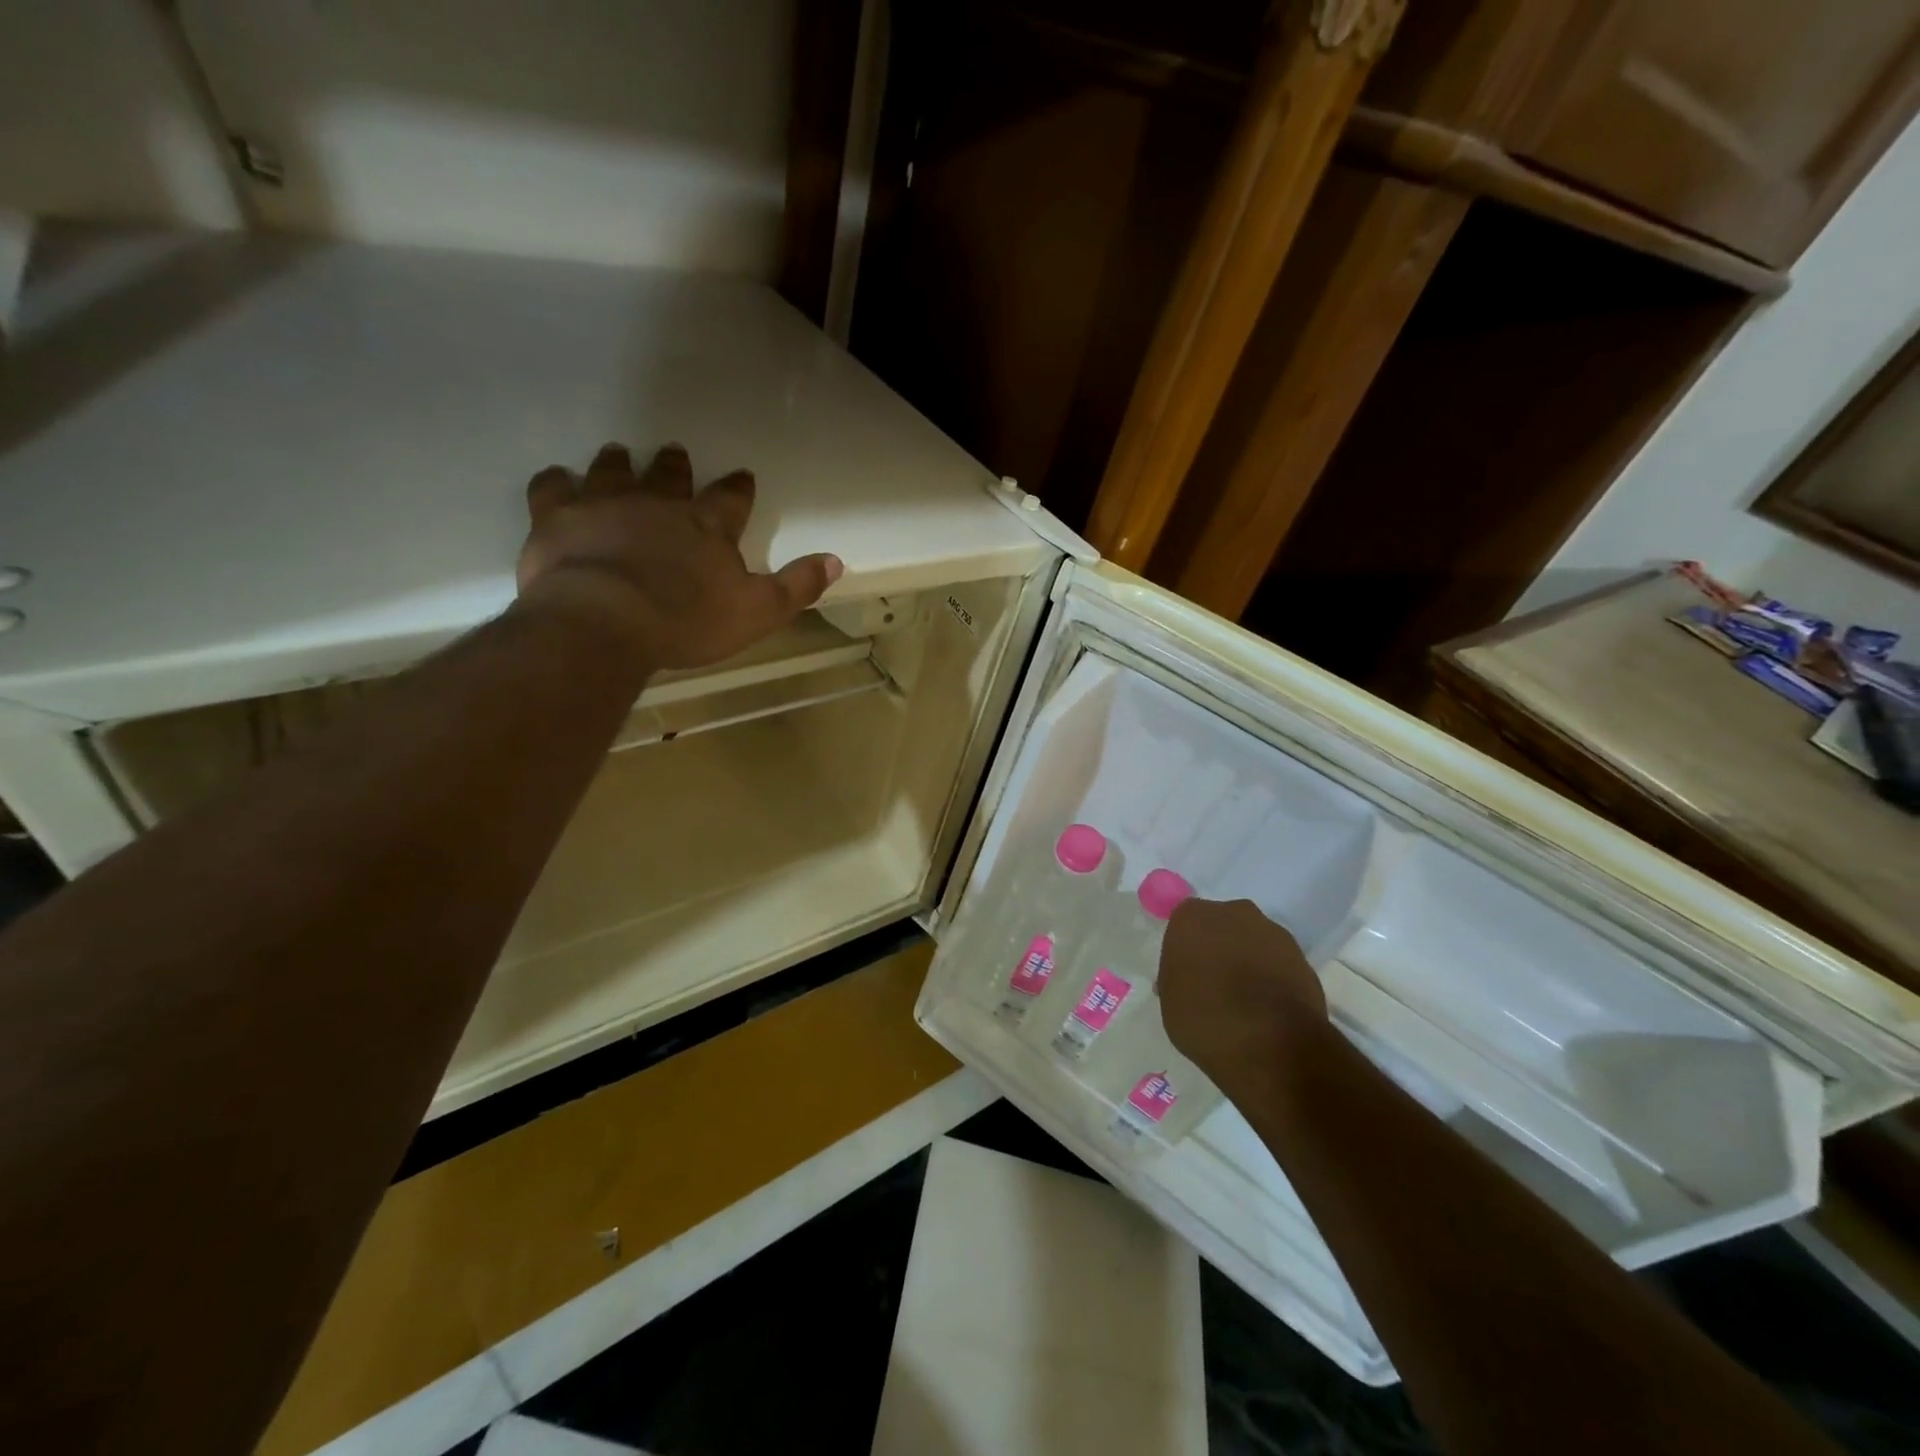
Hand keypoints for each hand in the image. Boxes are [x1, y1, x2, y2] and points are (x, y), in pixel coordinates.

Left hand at [516, 443, 842, 669]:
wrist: (605, 621)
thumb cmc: (687, 621)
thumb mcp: (758, 612)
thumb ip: (796, 586)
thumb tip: (836, 561)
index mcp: (708, 526)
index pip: (730, 499)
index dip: (738, 488)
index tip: (742, 476)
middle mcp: (658, 504)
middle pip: (670, 476)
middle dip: (675, 466)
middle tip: (675, 453)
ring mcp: (605, 504)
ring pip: (613, 471)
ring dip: (619, 462)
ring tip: (619, 453)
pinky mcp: (557, 516)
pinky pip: (553, 487)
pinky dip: (556, 480)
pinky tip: (556, 478)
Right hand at [1159, 899, 1326, 1098]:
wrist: (1272, 1043)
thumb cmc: (1205, 1019)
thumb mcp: (1170, 1001)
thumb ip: (1178, 977)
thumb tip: (1190, 977)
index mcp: (1192, 917)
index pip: (1184, 923)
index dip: (1186, 949)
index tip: (1187, 975)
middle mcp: (1233, 913)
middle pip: (1222, 926)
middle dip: (1219, 948)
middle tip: (1214, 984)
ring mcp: (1273, 933)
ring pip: (1253, 942)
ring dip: (1248, 962)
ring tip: (1246, 1002)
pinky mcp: (1303, 958)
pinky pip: (1278, 963)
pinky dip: (1273, 978)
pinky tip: (1268, 1009)